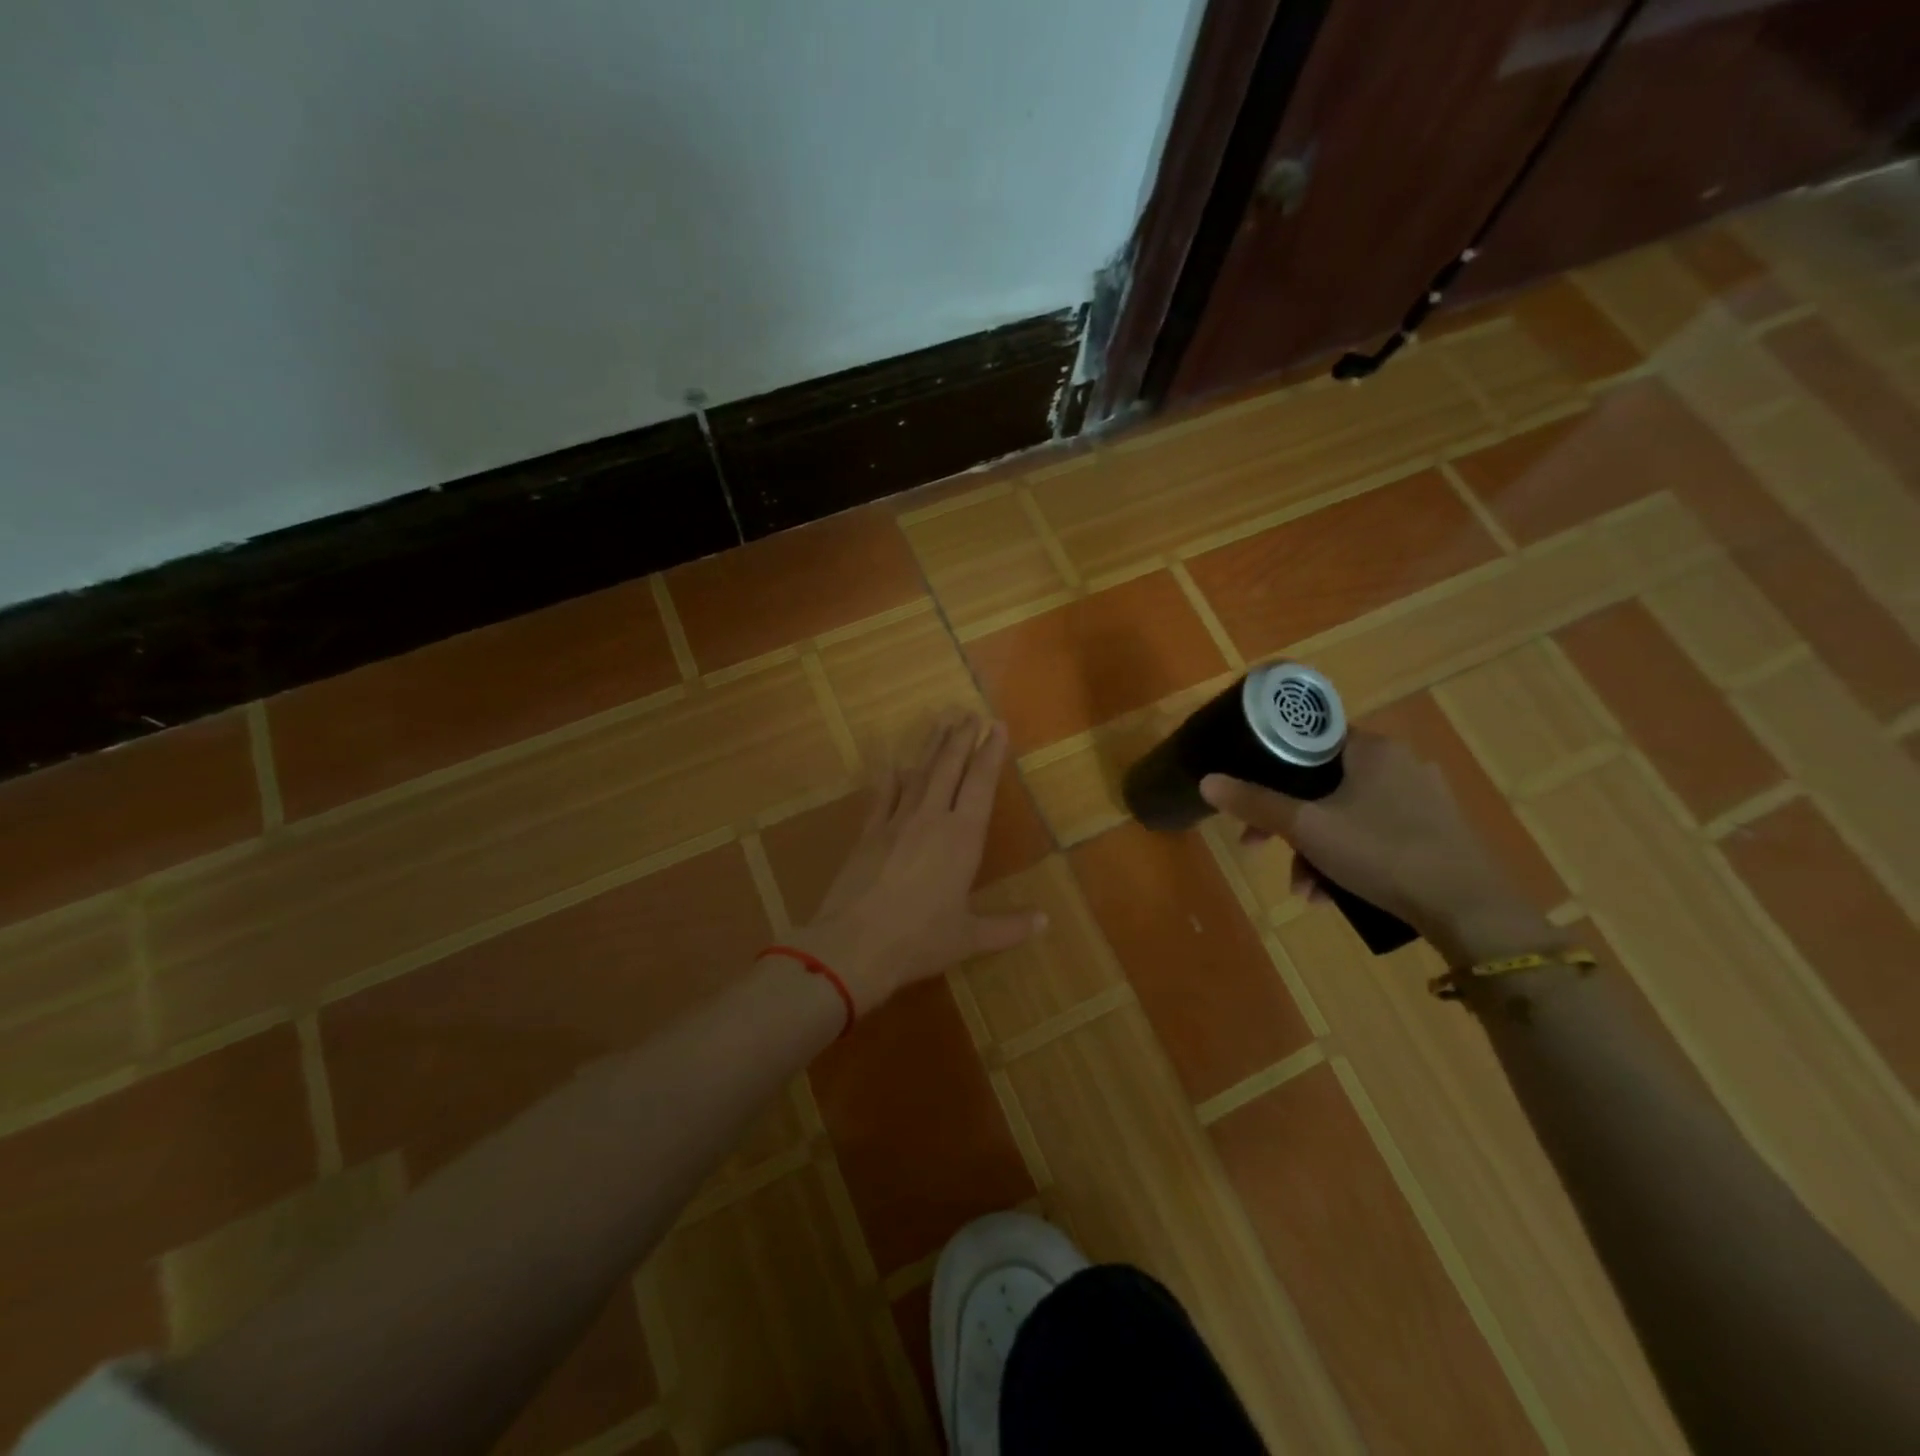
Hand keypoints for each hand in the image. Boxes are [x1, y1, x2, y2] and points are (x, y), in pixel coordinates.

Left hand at [792, 711, 1046, 1011]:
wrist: (854, 944)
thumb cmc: (920, 940)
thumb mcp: (970, 937)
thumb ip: (1008, 927)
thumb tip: (1046, 922)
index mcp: (962, 837)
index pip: (980, 784)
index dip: (990, 753)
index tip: (997, 726)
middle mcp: (931, 819)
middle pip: (949, 768)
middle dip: (961, 738)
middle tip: (970, 713)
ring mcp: (896, 822)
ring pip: (919, 774)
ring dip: (931, 746)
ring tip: (941, 721)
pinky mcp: (868, 833)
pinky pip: (882, 797)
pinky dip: (890, 779)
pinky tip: (893, 764)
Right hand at [1199, 731, 1556, 965]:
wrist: (1470, 910)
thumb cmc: (1381, 853)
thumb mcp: (1307, 828)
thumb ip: (1255, 802)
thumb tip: (1206, 780)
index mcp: (1372, 749)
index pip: (1308, 740)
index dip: (1270, 767)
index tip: (1249, 798)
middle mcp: (1400, 763)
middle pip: (1321, 784)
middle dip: (1287, 823)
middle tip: (1260, 848)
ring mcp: (1423, 799)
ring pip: (1346, 815)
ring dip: (1314, 850)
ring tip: (1304, 890)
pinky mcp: (1436, 832)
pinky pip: (1374, 835)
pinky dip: (1347, 859)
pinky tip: (1334, 895)